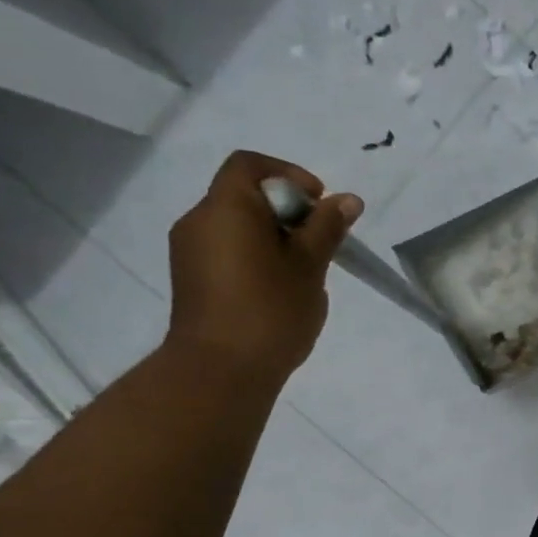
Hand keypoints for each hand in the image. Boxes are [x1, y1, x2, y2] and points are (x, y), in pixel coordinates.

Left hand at [166, 151, 362, 381]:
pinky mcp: (192, 279)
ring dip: (272, 235)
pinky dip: (254, 255)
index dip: (288, 174)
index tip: (319, 203)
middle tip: (319, 242)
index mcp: (225, 209)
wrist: (220, 371)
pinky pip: (226, 250)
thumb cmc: (270, 311)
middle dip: (286, 210)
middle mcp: (199, 221)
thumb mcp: (309, 266)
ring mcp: (190, 252)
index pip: (249, 165)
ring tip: (303, 270)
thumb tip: (347, 200)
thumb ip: (326, 228)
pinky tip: (278, 288)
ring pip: (236, 225)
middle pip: (243, 195)